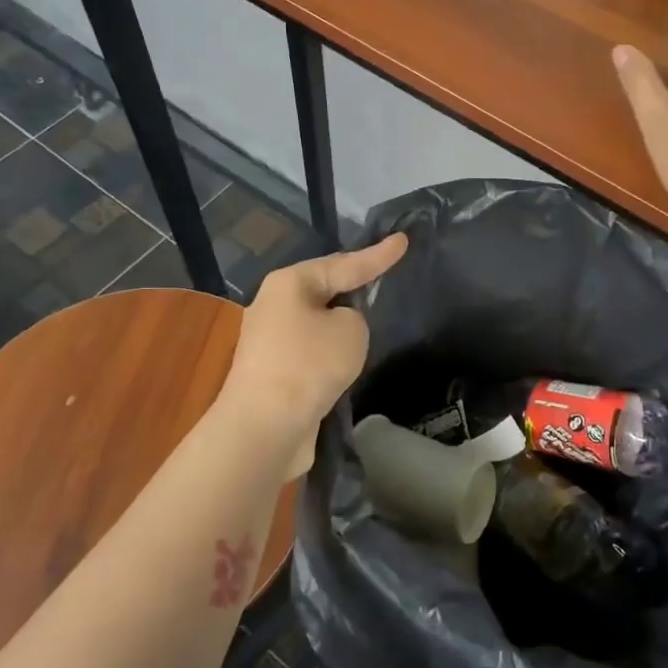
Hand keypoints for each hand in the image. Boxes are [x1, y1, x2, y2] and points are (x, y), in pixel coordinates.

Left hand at [218, 234, 408, 468]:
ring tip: (369, 322)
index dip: (378, 255)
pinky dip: (330, 353)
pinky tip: (346, 362)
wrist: (264, 427)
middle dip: (353, 285)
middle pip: (325, 289)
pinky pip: (311, 352)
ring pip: (317, 322)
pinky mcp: (272, 373)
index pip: (345, 263)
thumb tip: (338, 329)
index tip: (403, 240)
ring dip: (340, 325)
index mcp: (290, 283)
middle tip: (383, 276)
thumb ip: (355, 318)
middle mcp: (275, 305)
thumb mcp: (351, 330)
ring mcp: (270, 341)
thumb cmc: (309, 365)